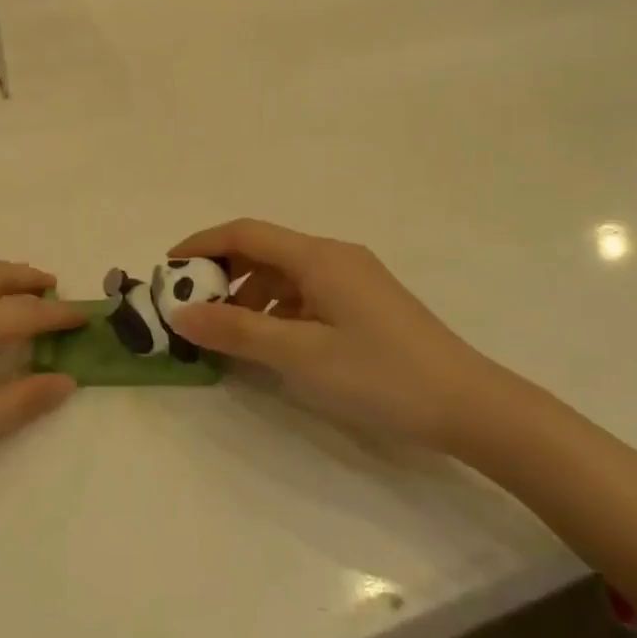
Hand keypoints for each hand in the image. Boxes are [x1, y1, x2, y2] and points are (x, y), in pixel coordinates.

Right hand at [166, 220, 515, 453]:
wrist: (469, 404)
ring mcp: (353, 278)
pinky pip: (306, 292)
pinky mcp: (364, 302)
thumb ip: (238, 331)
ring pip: (284, 273)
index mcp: (319, 256)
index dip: (201, 244)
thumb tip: (182, 312)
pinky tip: (269, 341)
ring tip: (225, 330)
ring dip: (248, 293)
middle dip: (222, 271)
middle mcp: (334, 256)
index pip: (245, 233)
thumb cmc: (381, 374)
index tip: (168, 268)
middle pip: (264, 249)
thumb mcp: (301, 354)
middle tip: (191, 305)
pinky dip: (276, 308)